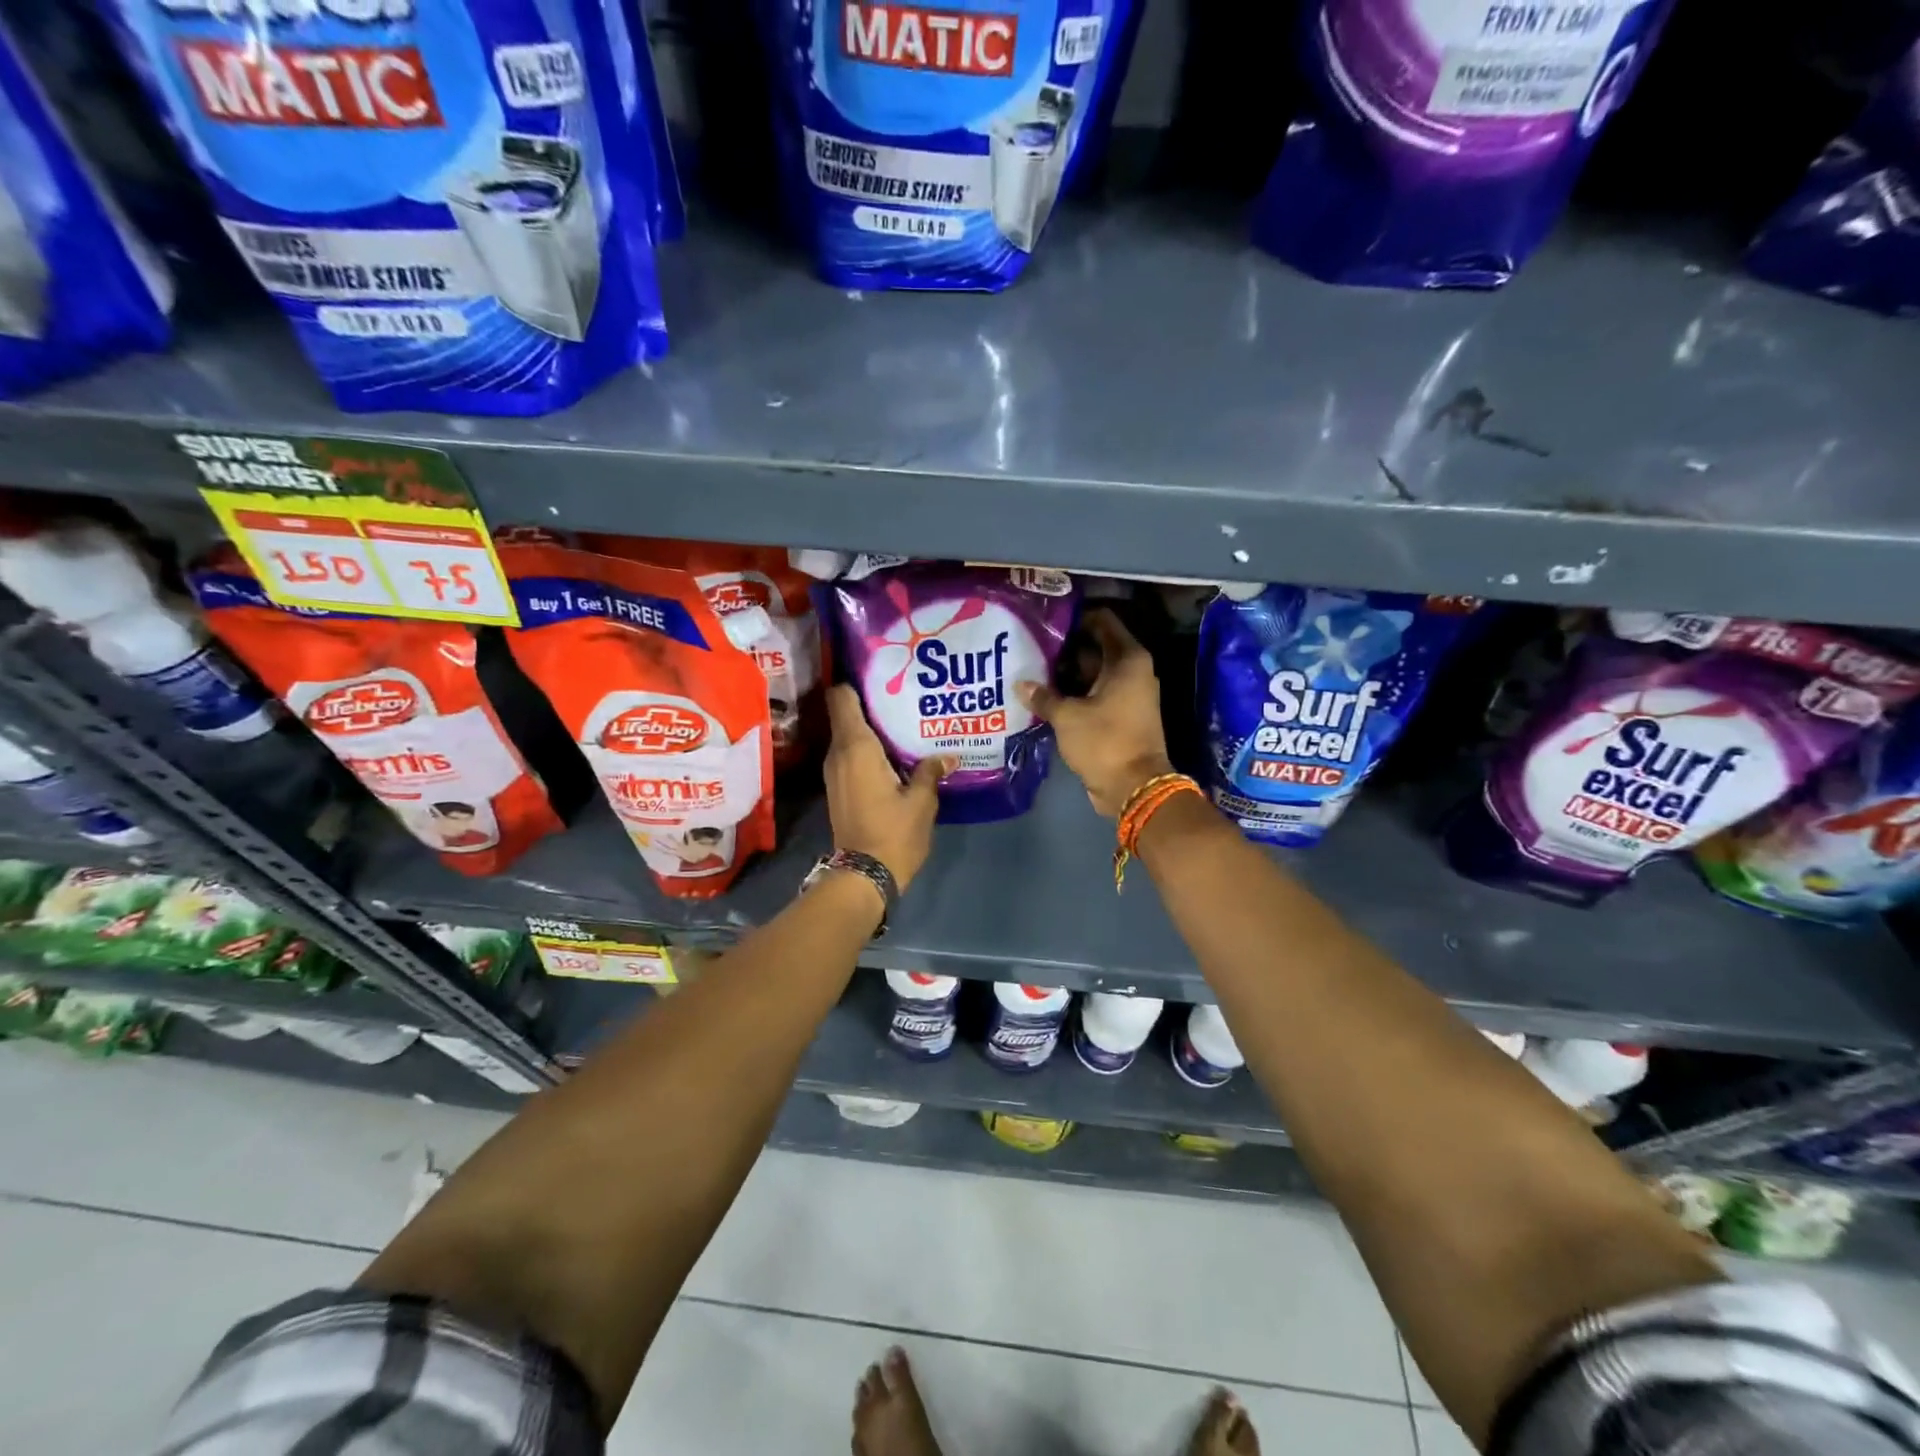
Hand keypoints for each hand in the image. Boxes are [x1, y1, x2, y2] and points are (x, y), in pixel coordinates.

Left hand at [823, 684, 950, 890]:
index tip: (882, 674)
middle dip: (872, 703)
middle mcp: (838, 753)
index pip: (841, 697)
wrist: (863, 876)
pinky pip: (851, 755)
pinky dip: (868, 749)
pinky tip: (895, 754)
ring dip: (872, 729)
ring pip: (849, 736)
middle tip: (905, 696)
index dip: (857, 681)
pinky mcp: (838, 788)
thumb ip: (930, 771)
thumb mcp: (921, 801)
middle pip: (847, 713)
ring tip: (904, 723)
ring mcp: (835, 772)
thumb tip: (946, 757)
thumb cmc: (893, 833)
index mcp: (856, 747)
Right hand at [1018, 609, 1174, 817]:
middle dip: (1065, 648)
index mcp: (1127, 660)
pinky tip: (1045, 695)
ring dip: (1066, 674)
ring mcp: (1128, 695)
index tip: (1046, 620)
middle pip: (1095, 647)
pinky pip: (1094, 695)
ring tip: (1031, 669)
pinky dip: (1074, 694)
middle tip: (1030, 646)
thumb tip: (1021, 684)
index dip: (1075, 616)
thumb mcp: (1067, 716)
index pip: (1102, 620)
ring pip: (1093, 673)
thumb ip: (1043, 696)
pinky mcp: (1121, 716)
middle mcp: (1132, 671)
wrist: (1133, 788)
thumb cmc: (1104, 742)